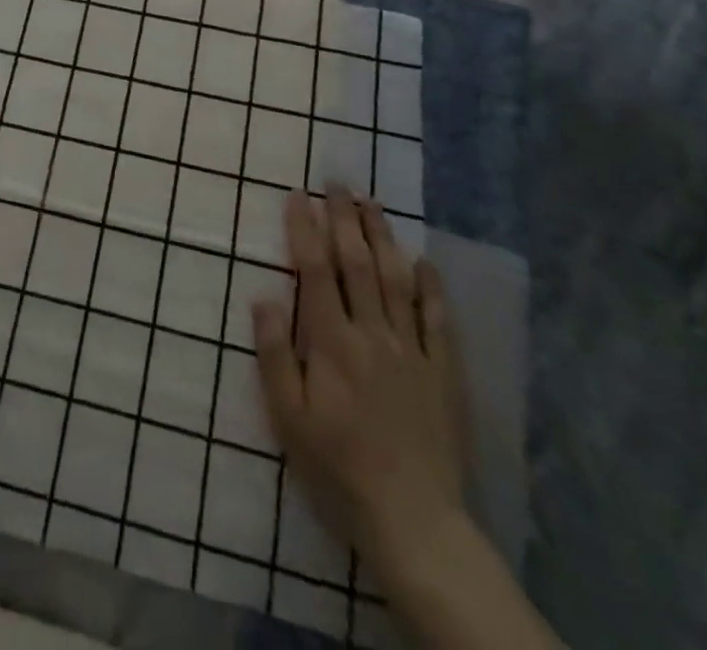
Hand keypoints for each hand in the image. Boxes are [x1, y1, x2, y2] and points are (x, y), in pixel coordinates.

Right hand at [253, 190, 466, 578]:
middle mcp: (372, 334)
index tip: (298, 196)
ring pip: (396, 280)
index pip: (315, 271)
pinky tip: (424, 261)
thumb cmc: (338, 468)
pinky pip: (438, 320)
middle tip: (337, 183)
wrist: (414, 522)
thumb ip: (275, 355)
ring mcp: (412, 351)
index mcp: (332, 343)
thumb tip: (263, 297)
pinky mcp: (443, 373)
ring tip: (372, 204)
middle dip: (344, 218)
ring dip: (382, 237)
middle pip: (357, 264)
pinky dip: (432, 287)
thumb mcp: (289, 419)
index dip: (304, 229)